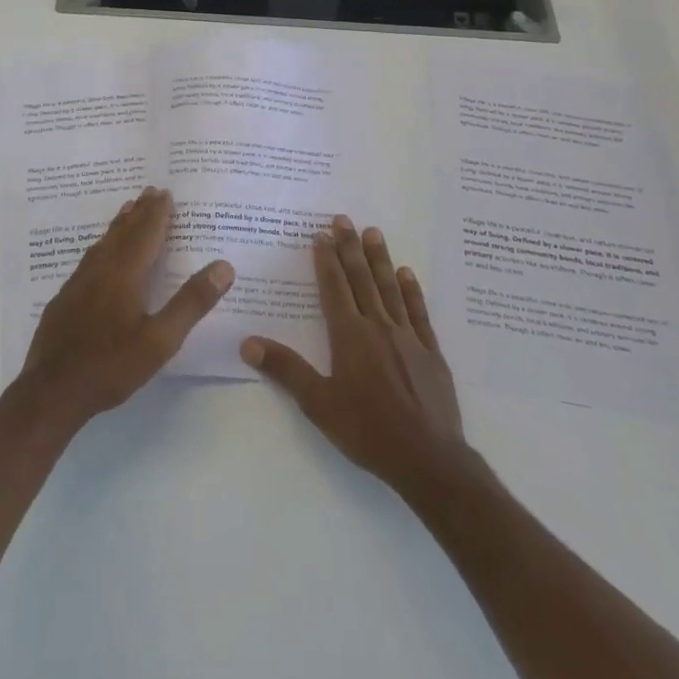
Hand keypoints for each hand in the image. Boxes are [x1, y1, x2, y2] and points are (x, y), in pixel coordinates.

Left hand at [22, 187, 232, 427]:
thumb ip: (191, 302)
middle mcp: (99, 270)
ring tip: (127, 212)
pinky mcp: (64, 299)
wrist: (52, 391)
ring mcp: (77, 284)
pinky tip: (100, 256)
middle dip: (138, 212)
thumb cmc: (111, 365)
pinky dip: (102, 246)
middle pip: (121, 233)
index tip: (165, 192)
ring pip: (102, 244)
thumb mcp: (161, 340)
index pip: (145, 234)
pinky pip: (88, 259)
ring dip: (118, 225)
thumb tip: (224, 266)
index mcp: (124, 274)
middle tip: (149, 191)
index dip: (157, 213)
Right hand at [242, 215, 468, 494]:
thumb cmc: (368, 431)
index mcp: (349, 336)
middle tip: (344, 219)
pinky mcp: (430, 352)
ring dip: (380, 259)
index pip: (334, 287)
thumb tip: (248, 343)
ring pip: (390, 288)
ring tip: (373, 232)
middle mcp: (378, 327)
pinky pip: (418, 312)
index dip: (326, 259)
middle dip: (350, 248)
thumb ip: (286, 370)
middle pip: (361, 279)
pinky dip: (411, 290)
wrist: (428, 459)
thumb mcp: (319, 404)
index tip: (322, 233)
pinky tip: (407, 273)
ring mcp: (408, 337)